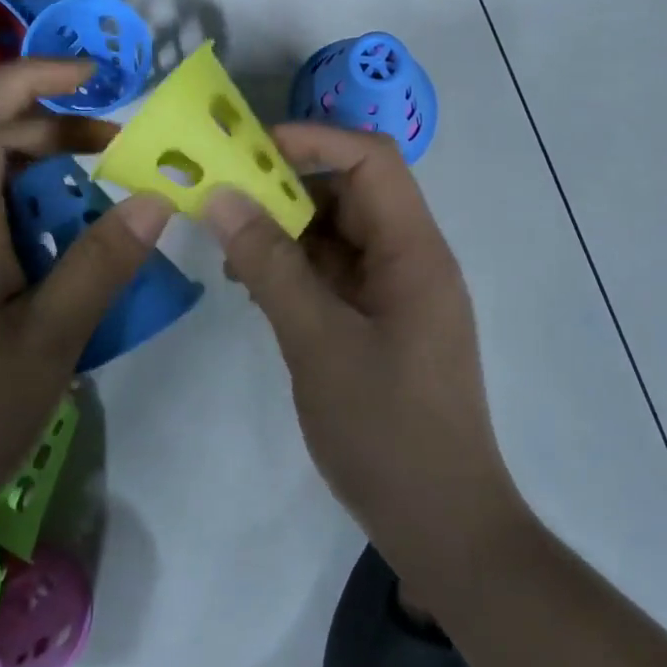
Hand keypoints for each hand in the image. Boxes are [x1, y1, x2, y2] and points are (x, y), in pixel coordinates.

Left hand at [0, 60, 174, 549]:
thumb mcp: (49, 342)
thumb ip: (103, 263)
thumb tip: (156, 198)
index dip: (30, 75)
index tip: (95, 77)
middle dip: (60, 130)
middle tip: (122, 155)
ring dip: (56, 183)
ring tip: (113, 213)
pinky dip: (41, 226)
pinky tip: (75, 269)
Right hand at [204, 124, 526, 599]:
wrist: (443, 526)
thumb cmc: (386, 432)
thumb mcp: (317, 343)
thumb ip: (270, 267)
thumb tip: (222, 198)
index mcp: (414, 251)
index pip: (372, 159)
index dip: (314, 141)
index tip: (248, 151)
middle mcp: (412, 260)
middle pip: (352, 193)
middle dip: (288, 189)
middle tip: (224, 203)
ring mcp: (399, 293)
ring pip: (340, 235)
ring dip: (287, 234)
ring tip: (232, 255)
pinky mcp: (384, 323)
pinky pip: (338, 275)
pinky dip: (298, 271)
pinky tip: (257, 290)